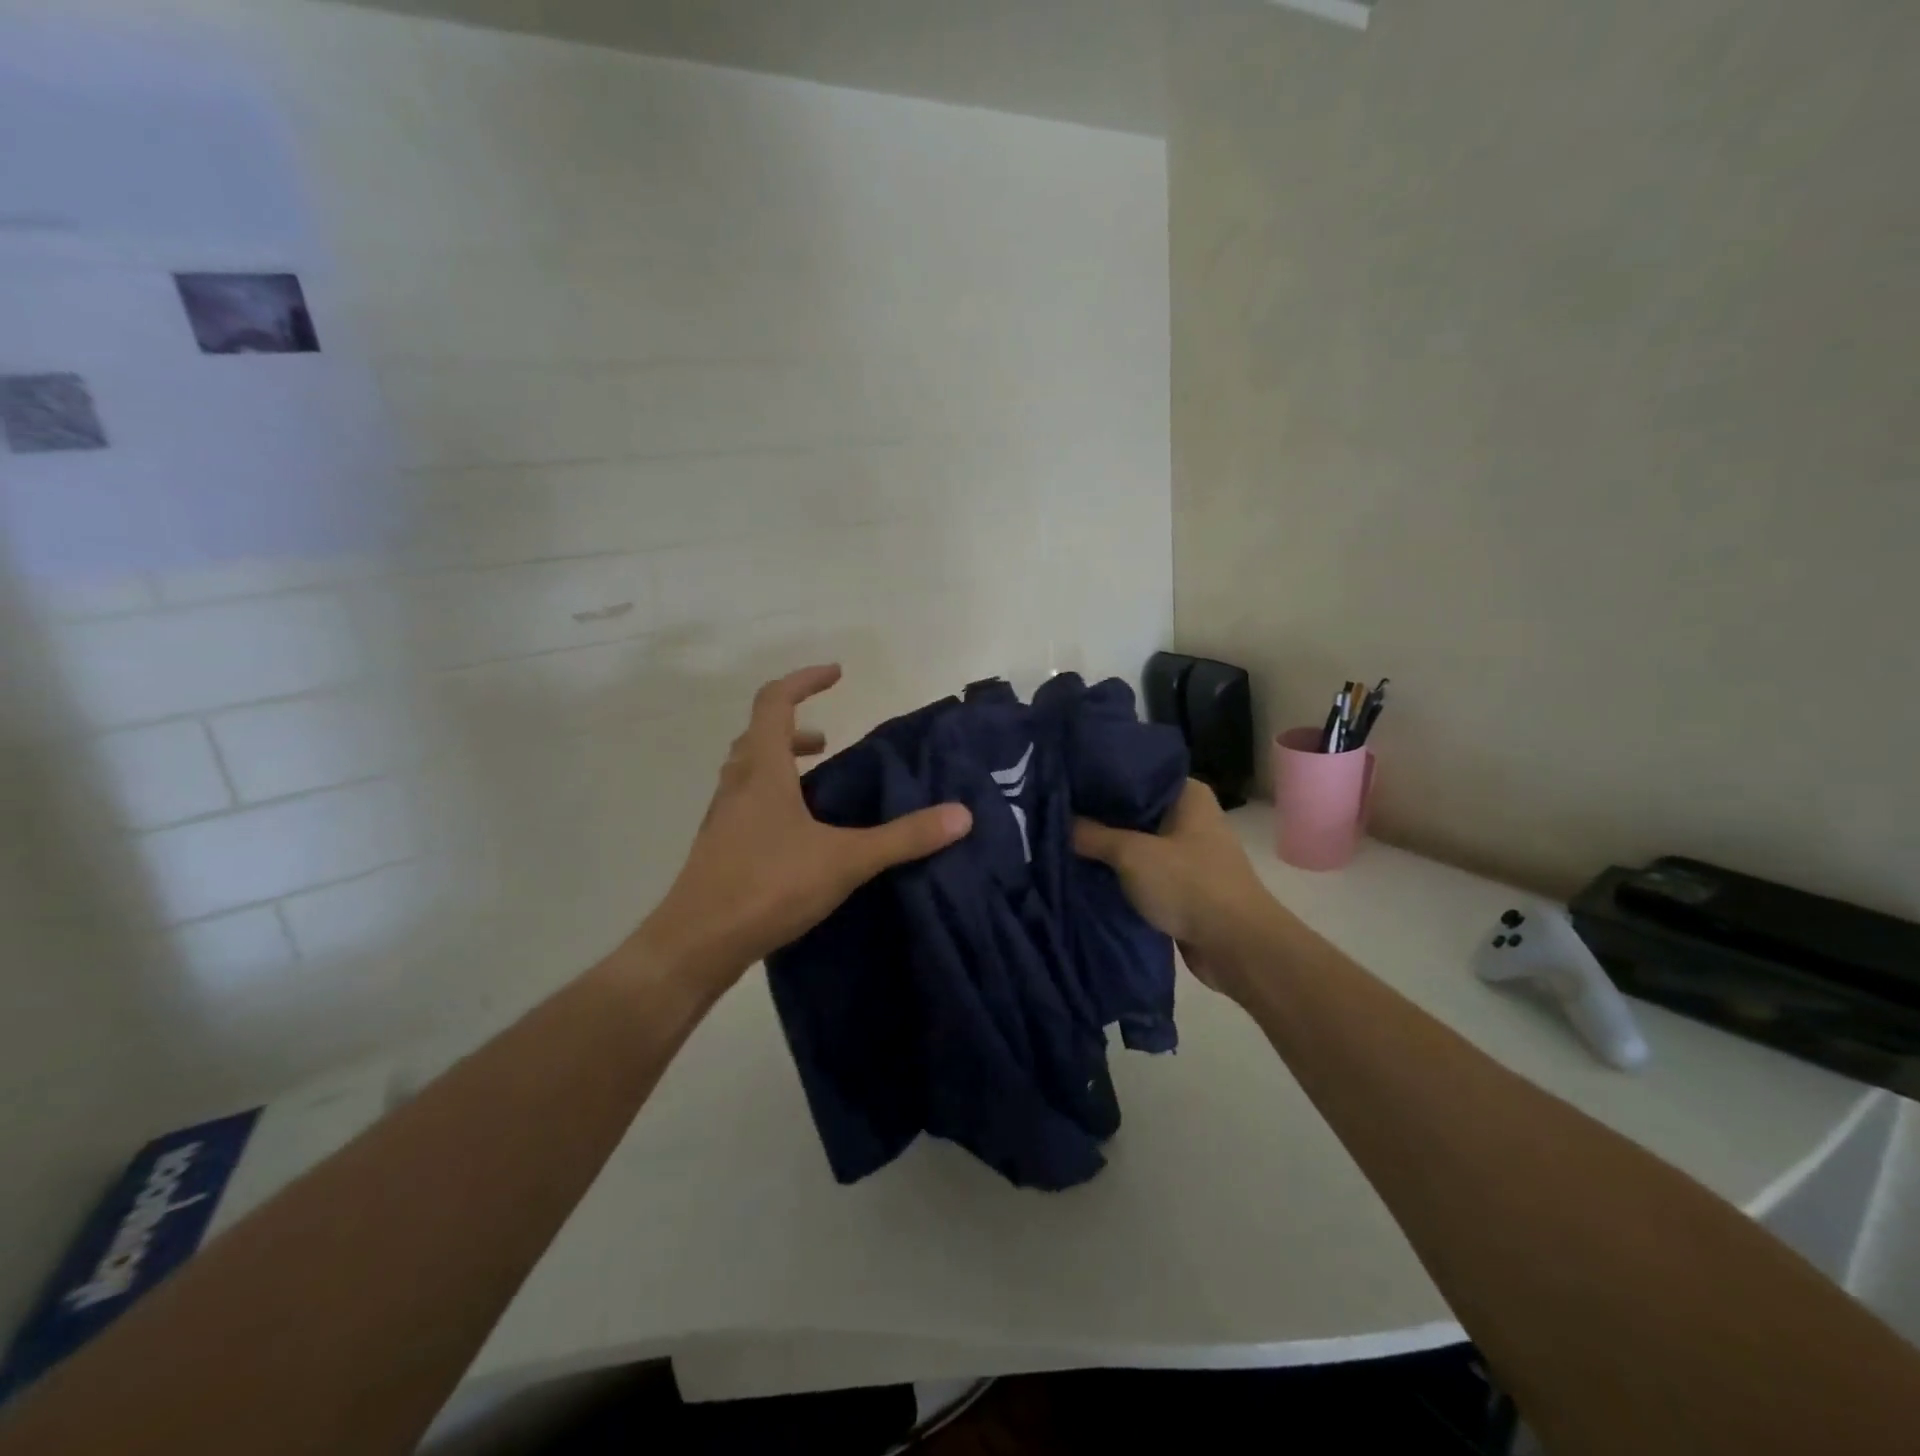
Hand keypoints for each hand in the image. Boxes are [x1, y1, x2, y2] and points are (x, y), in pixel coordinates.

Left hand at [636, 665, 972, 985]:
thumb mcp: (844, 860)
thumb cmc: (766, 886)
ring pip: (747, 771)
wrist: (695, 945)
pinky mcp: (718, 849)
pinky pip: (745, 805)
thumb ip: (903, 838)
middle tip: (829, 742)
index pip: (775, 702)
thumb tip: (961, 815)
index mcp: (763, 771)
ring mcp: (722, 819)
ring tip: (817, 785)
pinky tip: (797, 836)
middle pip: (757, 735)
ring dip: (780, 764)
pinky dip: (771, 799)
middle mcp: (737, 785)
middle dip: (794, 727)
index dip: (804, 680)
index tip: (837, 674)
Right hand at [1073, 778, 1280, 994]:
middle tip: (1054, 813)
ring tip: (1061, 842)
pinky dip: (1119, 875)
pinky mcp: (1181, 885)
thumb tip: (1061, 820)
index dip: (1099, 779)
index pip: (1135, 774)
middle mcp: (1189, 817)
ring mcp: (1186, 853)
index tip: (1063, 781)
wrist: (1236, 947)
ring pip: (1136, 844)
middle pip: (1133, 810)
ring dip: (1107, 849)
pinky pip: (1142, 872)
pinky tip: (1085, 873)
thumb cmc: (1189, 884)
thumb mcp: (1132, 854)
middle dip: (1098, 817)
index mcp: (1187, 794)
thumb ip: (1093, 835)